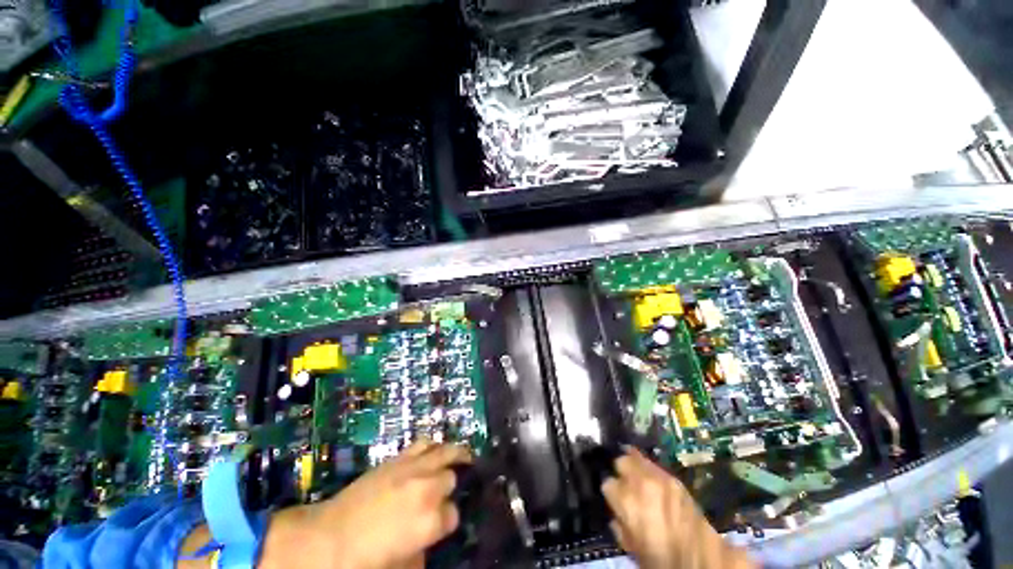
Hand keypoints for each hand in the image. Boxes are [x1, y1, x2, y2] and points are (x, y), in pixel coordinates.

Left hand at [259, 441, 472, 568]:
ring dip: (454, 454)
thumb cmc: (365, 560)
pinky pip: (424, 443)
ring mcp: (413, 469)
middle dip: (450, 486)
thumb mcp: (403, 563)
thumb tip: (431, 537)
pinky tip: (437, 449)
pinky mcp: (398, 458)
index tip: (442, 523)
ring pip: (445, 451)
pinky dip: (434, 444)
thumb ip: (425, 548)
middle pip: (451, 478)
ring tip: (463, 455)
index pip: (454, 514)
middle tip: (446, 493)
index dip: (449, 519)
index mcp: (430, 520)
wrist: (328, 538)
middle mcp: (427, 488)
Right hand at [601, 447, 754, 568]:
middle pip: (621, 461)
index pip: (607, 483)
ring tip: (636, 478)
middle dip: (621, 472)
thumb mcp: (631, 545)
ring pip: (637, 457)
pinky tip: (651, 479)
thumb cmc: (660, 559)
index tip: (615, 500)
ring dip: (635, 466)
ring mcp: (659, 477)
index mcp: (626, 500)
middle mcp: (640, 482)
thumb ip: (619, 523)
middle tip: (624, 485)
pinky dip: (650, 469)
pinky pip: (654, 465)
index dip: (611, 494)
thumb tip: (617, 513)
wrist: (701, 562)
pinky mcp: (674, 478)